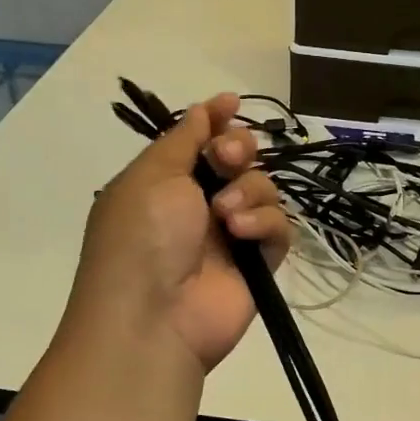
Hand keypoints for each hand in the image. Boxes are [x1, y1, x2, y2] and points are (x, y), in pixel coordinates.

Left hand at [67, 93, 291, 372]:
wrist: (153, 317)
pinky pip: (278, 227)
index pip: (198, 141)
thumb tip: (205, 108)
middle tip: (227, 159)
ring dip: (248, 191)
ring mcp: (230, 235)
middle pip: (238, 159)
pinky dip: (264, 224)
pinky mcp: (258, 262)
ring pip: (263, 189)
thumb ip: (183, 138)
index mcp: (164, 182)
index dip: (216, 120)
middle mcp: (198, 205)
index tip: (232, 103)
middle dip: (237, 150)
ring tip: (226, 215)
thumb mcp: (151, 175)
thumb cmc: (141, 236)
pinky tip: (242, 234)